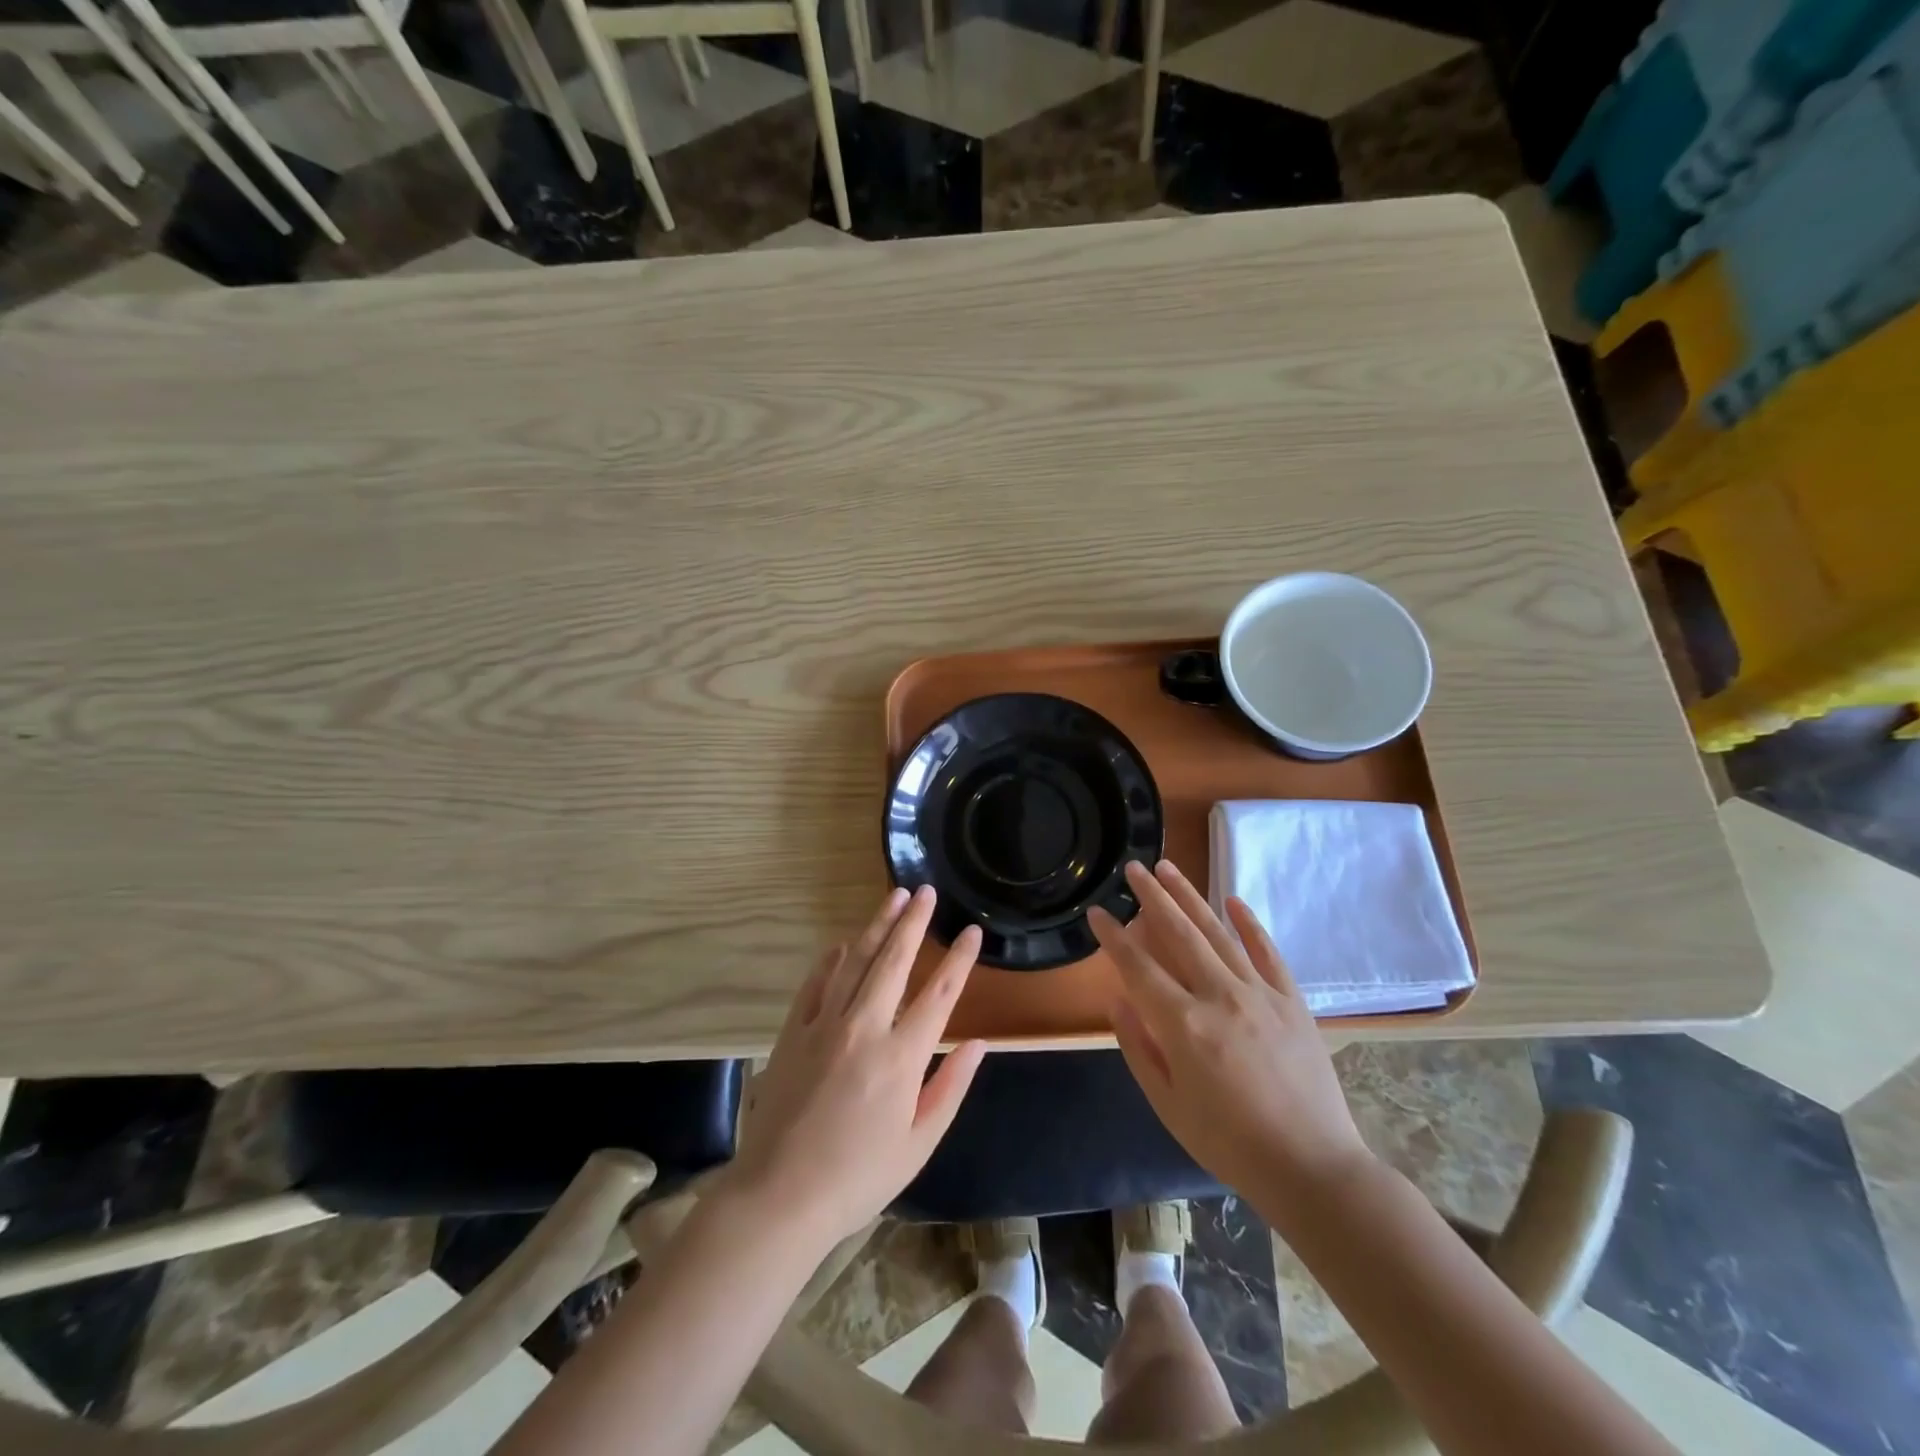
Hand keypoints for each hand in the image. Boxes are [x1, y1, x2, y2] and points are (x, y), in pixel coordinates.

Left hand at [724, 886, 986, 1253]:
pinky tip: (844, 943)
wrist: (779, 1196)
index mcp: (902, 1057)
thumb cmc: (858, 1177)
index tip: (972, 931)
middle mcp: (865, 1028)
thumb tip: (978, 1043)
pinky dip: (832, 959)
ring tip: (894, 897)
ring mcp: (825, 1025)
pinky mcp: (793, 1032)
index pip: (940, 994)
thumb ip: (951, 1088)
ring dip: (877, 926)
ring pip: (856, 961)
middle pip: (894, 961)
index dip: (959, 959)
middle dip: (914, 922)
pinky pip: (816, 983)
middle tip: (927, 892)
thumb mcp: (918, 1143)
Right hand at [1090, 860, 1371, 1225]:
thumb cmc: (1229, 1143)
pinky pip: (1267, 952)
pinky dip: (1249, 924)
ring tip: (1169, 867)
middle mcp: (1219, 997)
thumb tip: (1117, 1000)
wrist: (1312, 1168)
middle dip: (1152, 897)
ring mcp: (1260, 994)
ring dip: (1190, 897)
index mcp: (1183, 1025)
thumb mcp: (1168, 1105)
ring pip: (1218, 933)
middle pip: (1178, 934)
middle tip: (1134, 867)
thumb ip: (1139, 1048)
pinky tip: (1232, 900)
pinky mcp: (1291, 1001)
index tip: (1097, 912)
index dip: (1114, 937)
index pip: (1138, 967)